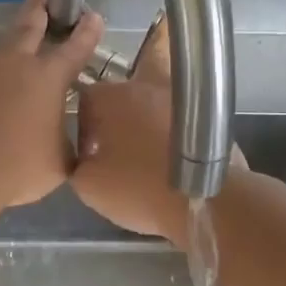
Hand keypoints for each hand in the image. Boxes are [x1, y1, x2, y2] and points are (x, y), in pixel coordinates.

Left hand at [0, 0, 105, 210]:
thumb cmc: (18, 164)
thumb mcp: (57, 162)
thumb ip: (65, 145)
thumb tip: (67, 142)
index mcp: (48, 78)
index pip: (75, 49)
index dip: (86, 32)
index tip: (92, 15)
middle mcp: (15, 65)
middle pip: (28, 27)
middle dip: (37, 5)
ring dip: (5, 62)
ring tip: (7, 81)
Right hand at [73, 18, 243, 246]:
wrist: (203, 200)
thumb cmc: (139, 188)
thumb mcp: (88, 186)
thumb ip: (78, 163)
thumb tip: (88, 157)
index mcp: (110, 98)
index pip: (85, 101)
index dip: (84, 130)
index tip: (91, 156)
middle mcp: (144, 86)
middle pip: (122, 91)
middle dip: (117, 116)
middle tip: (118, 147)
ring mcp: (179, 97)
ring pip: (156, 96)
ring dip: (148, 116)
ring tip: (146, 149)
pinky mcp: (207, 113)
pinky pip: (183, 115)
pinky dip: (176, 129)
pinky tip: (173, 155)